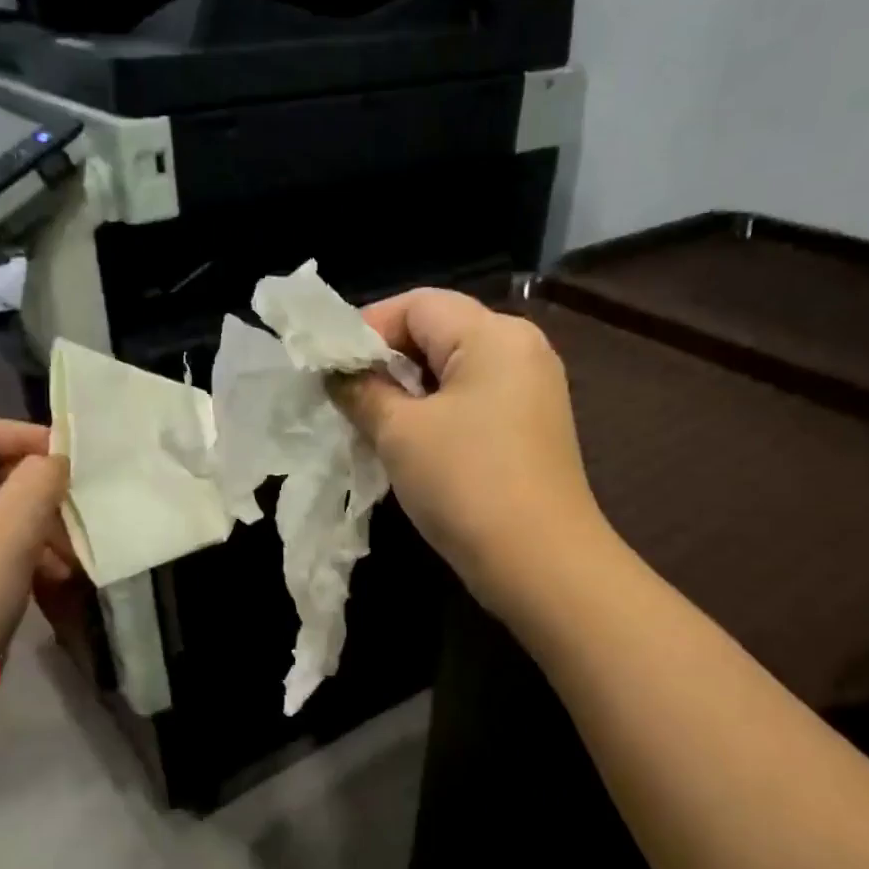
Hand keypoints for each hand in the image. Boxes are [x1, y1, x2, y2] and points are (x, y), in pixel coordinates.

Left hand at [0, 416, 70, 725]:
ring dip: (33, 523)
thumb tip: (55, 461)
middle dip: (35, 487)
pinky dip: (18, 550)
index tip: (69, 463)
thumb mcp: (11, 530)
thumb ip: (39, 480)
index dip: (24, 436)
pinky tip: (49, 576)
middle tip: (74, 510)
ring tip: (69, 553)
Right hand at [334, 289, 605, 616]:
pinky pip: (471, 403)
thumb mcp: (400, 432)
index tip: (329, 367)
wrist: (539, 563)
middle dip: (385, 362)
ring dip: (406, 393)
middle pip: (438, 333)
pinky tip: (407, 445)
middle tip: (344, 397)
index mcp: (493, 334)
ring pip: (452, 372)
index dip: (366, 328)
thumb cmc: (465, 482)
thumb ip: (362, 391)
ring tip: (368, 423)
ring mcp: (531, 392)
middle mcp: (520, 350)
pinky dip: (434, 415)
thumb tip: (338, 374)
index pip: (418, 305)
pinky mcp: (530, 430)